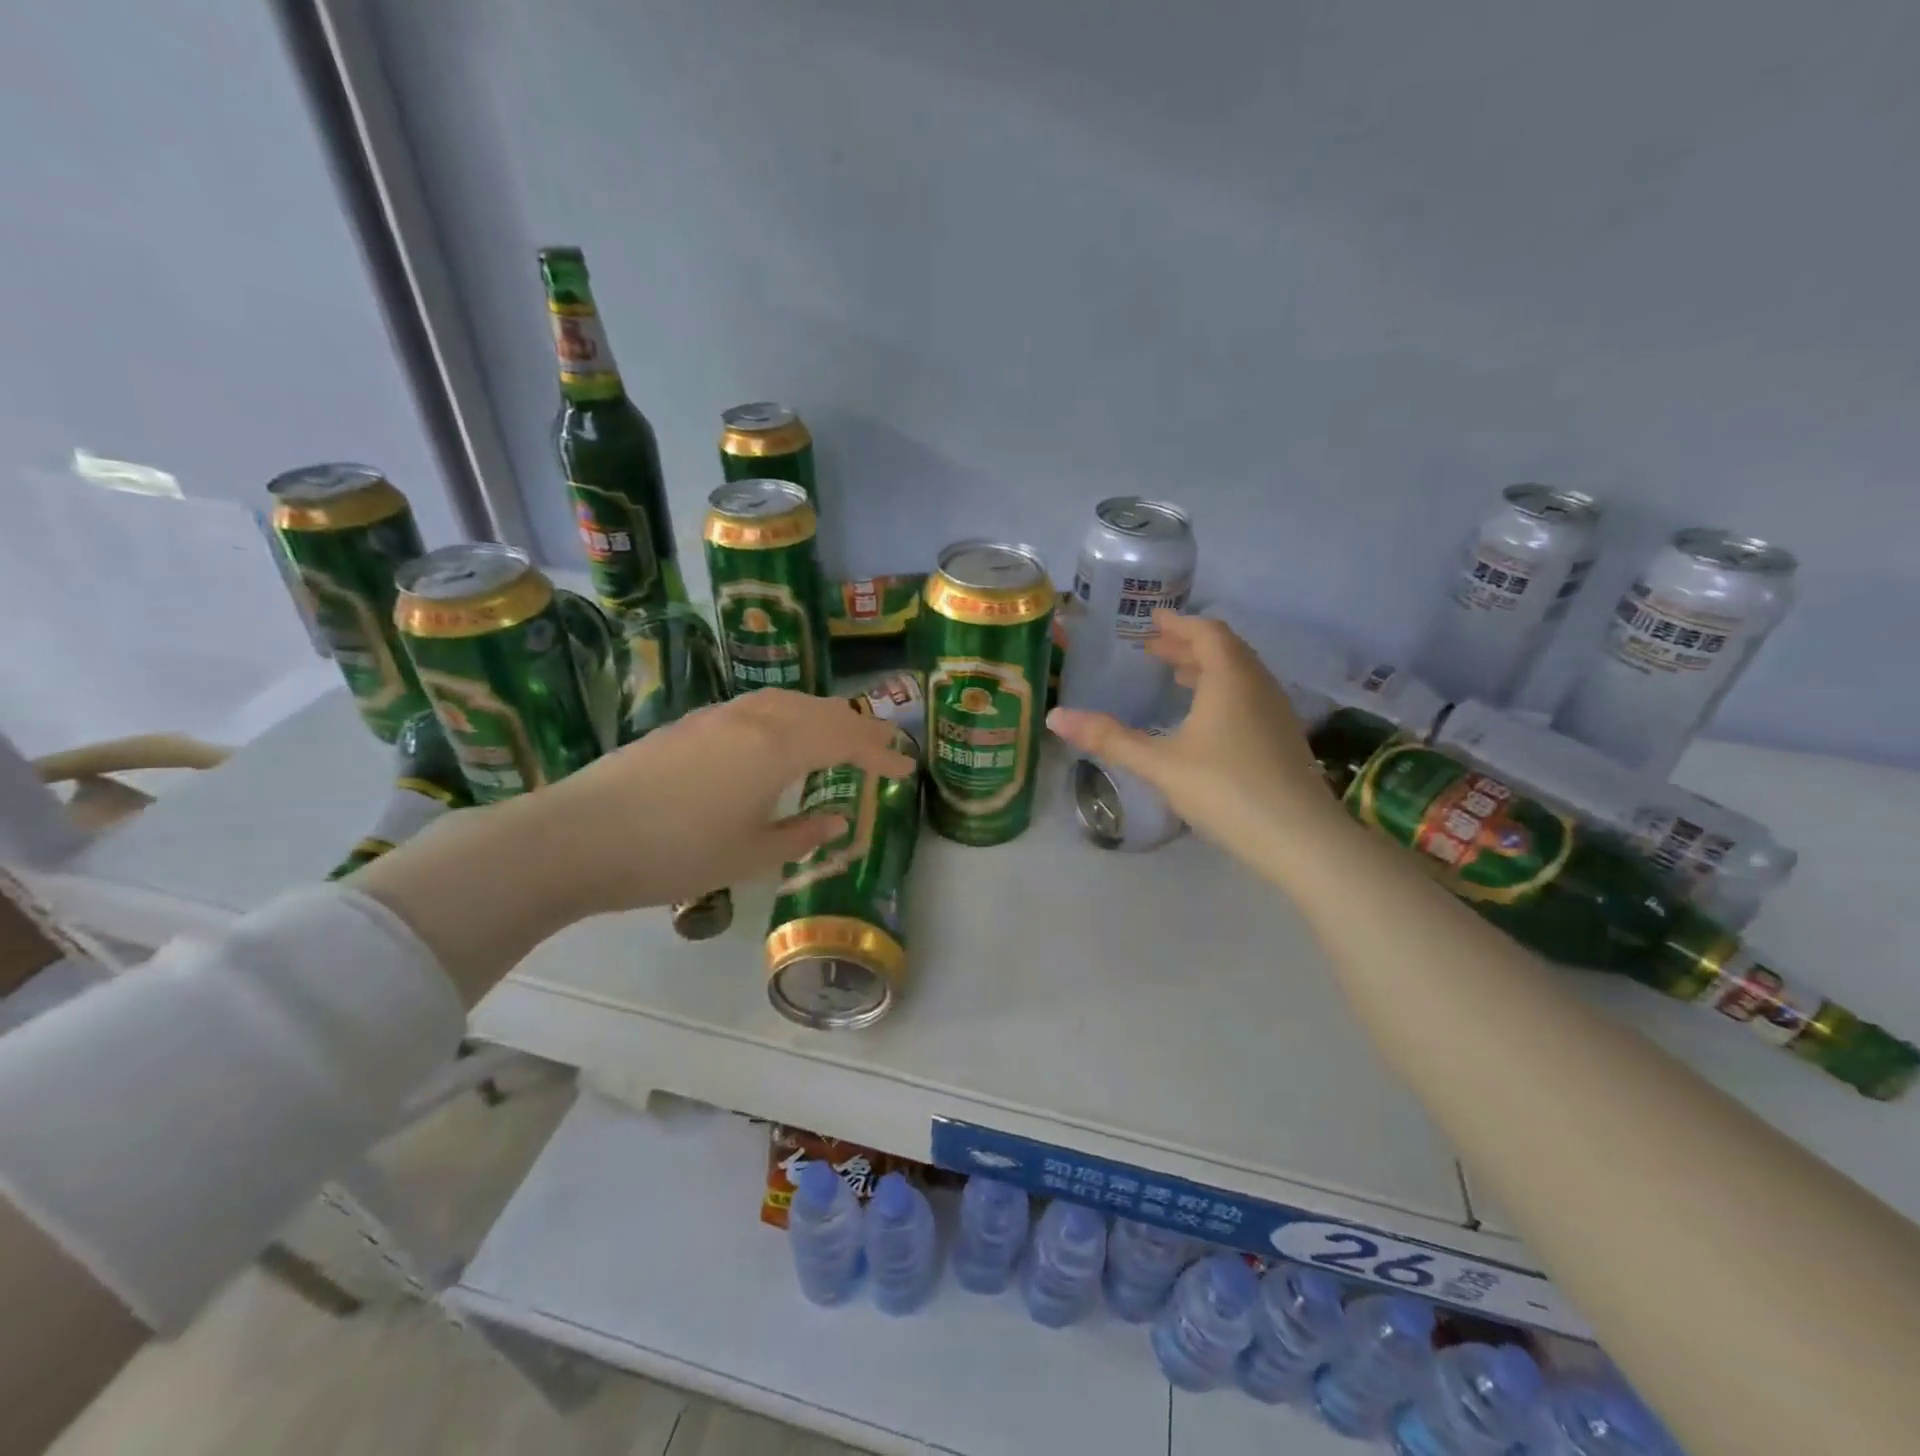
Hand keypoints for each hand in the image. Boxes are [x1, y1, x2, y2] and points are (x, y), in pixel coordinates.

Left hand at [545, 688, 916, 913]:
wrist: (576, 837)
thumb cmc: (673, 854)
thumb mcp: (748, 856)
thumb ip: (801, 834)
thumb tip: (837, 818)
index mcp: (777, 748)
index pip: (846, 740)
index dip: (881, 753)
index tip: (905, 769)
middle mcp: (753, 719)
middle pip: (821, 710)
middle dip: (858, 727)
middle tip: (882, 746)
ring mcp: (717, 716)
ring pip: (787, 701)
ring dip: (822, 715)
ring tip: (837, 735)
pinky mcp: (689, 724)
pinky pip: (757, 707)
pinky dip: (787, 716)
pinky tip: (778, 737)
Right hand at [1047, 613, 1342, 866]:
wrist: (1300, 838)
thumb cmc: (1225, 789)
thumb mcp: (1159, 764)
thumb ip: (1110, 739)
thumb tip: (1056, 717)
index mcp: (1230, 678)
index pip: (1206, 633)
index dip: (1178, 624)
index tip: (1153, 620)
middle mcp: (1258, 685)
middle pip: (1225, 650)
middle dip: (1188, 645)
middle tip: (1154, 649)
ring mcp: (1276, 712)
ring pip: (1240, 675)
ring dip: (1207, 668)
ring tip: (1177, 676)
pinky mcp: (1284, 739)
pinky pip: (1249, 697)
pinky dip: (1223, 692)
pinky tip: (1206, 720)